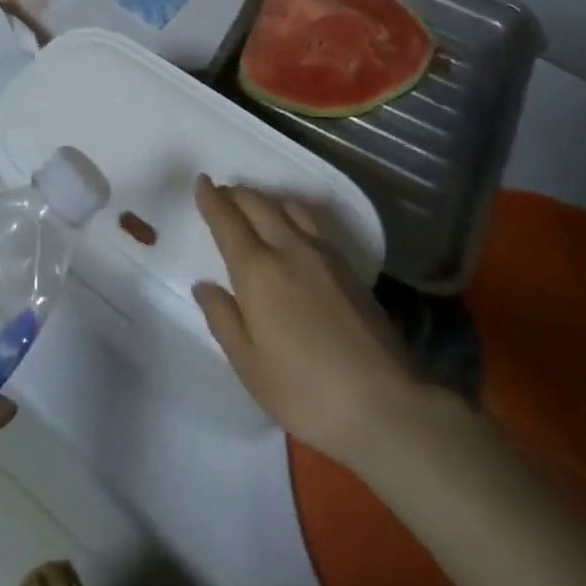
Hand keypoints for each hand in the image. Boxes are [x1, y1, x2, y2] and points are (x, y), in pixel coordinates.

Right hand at [192, 175, 426, 467]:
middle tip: (222, 193)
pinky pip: (311, 222)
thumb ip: (223, 319)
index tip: (201, 182)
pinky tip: (293, 231)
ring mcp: (323, 254)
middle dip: (236, 194)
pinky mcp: (348, 266)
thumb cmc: (305, 391)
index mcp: (258, 270)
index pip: (227, 221)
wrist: (384, 403)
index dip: (211, 199)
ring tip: (255, 207)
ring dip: (265, 200)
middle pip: (258, 204)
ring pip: (288, 207)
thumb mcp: (249, 366)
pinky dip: (291, 214)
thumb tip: (204, 285)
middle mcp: (289, 248)